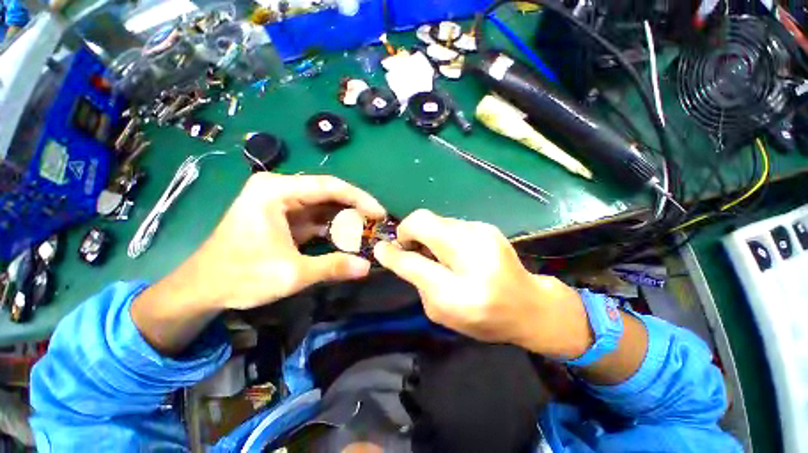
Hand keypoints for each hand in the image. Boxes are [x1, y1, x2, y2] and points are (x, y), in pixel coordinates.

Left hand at [180, 173, 384, 309]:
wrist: (203, 288)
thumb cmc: (239, 276)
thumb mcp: (290, 273)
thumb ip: (332, 267)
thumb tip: (366, 267)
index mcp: (275, 191)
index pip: (329, 186)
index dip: (359, 198)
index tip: (380, 213)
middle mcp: (280, 189)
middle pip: (329, 194)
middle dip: (355, 209)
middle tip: (377, 224)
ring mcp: (282, 203)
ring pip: (325, 206)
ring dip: (346, 219)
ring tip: (369, 231)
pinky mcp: (286, 217)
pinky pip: (318, 217)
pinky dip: (334, 228)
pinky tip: (350, 238)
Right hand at [373, 210, 591, 358]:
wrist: (529, 305)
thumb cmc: (484, 318)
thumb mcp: (443, 312)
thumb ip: (417, 282)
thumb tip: (394, 254)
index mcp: (461, 290)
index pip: (415, 261)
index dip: (394, 251)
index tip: (382, 248)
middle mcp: (473, 252)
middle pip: (424, 221)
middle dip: (408, 232)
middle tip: (410, 249)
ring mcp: (482, 232)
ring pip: (436, 220)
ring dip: (426, 234)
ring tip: (434, 252)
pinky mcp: (486, 226)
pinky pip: (450, 224)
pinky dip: (442, 234)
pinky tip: (452, 250)